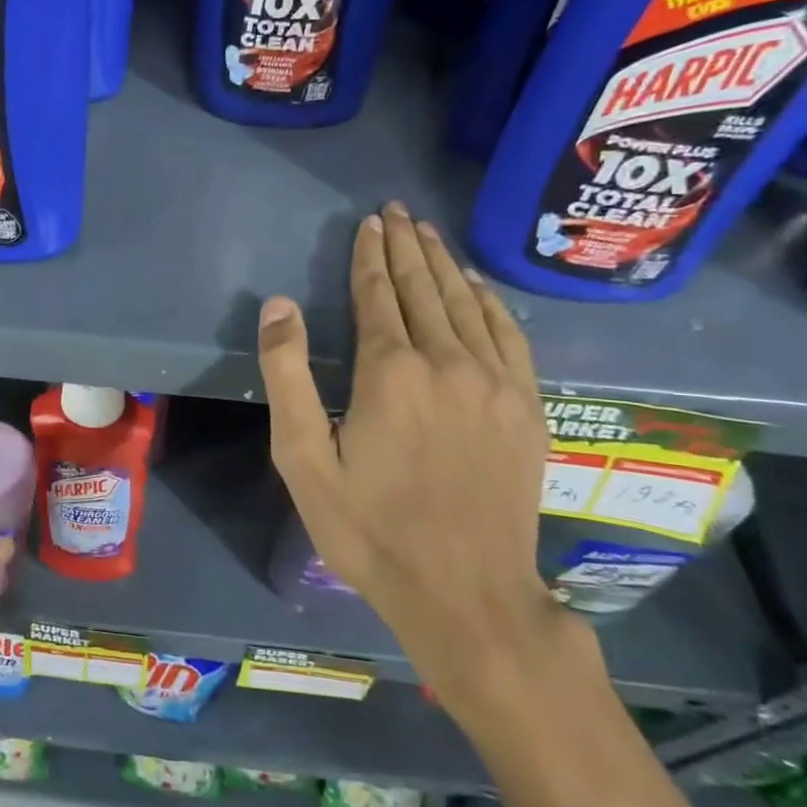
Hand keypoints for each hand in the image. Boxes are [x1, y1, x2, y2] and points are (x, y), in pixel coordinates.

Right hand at [257, 201, 571, 722]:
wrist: (466, 595)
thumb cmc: (369, 530)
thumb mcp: (303, 460)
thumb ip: (287, 376)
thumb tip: (279, 305)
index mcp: (390, 372)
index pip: (379, 295)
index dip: (370, 256)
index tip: (368, 223)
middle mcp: (448, 362)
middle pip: (424, 288)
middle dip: (407, 245)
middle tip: (397, 211)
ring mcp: (496, 383)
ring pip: (467, 304)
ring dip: (444, 264)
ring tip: (428, 233)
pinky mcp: (527, 407)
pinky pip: (509, 335)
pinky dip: (489, 302)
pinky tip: (477, 286)